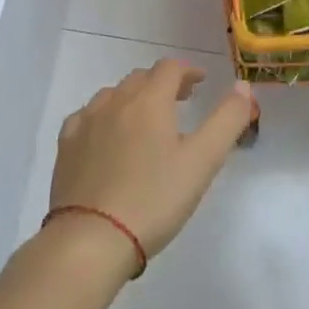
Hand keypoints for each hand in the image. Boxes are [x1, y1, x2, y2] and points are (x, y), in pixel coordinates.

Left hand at [49, 60, 252, 263]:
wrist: (91, 239)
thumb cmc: (154, 199)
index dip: (188, 71)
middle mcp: (114, 102)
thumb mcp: (203, 161)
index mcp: (149, 101)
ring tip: (146, 120)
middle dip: (163, 84)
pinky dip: (104, 117)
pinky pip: (87, 117)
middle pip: (141, 78)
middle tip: (180, 102)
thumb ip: (228, 119)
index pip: (170, 68)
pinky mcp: (65, 147)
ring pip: (112, 95)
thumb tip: (243, 86)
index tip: (201, 83)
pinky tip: (107, 137)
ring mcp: (85, 123)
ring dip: (133, 99)